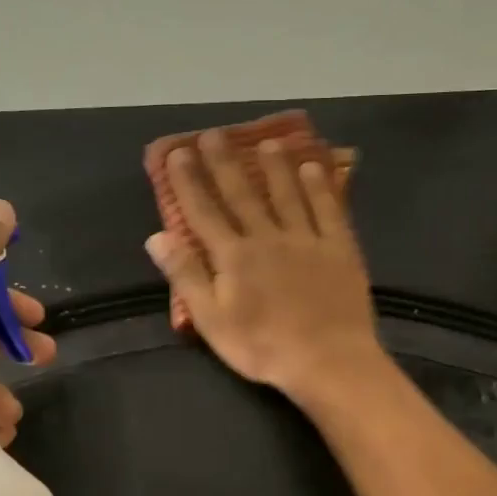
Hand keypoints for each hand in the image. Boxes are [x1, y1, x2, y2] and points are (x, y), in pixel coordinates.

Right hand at [146, 130, 383, 403]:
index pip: (204, 211)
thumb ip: (186, 275)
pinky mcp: (339, 249)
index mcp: (234, 256)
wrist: (328, 361)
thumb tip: (157, 236)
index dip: (188, 181)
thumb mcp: (212, 320)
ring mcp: (306, 239)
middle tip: (214, 134)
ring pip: (287, 194)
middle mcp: (268, 237)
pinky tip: (314, 168)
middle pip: (243, 194)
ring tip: (267, 142)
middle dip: (225, 163)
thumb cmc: (262, 346)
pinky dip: (319, 187)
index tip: (177, 153)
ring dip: (275, 167)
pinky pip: (328, 209)